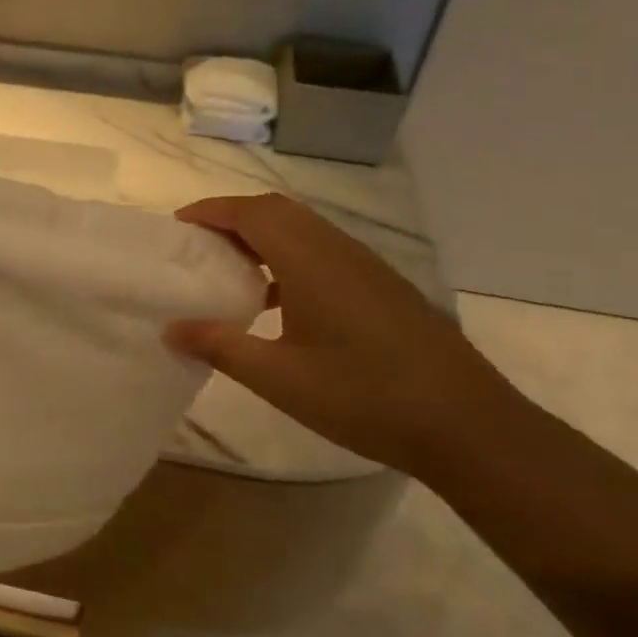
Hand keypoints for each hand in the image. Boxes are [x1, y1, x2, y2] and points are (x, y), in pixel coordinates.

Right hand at [164, 194, 527, 475]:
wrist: (466, 425)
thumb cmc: (363, 396)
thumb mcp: (279, 378)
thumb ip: (221, 347)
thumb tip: (171, 328)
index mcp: (310, 261)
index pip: (253, 213)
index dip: (212, 211)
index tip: (178, 226)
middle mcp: (339, 250)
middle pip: (278, 211)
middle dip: (234, 218)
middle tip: (199, 245)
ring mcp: (366, 267)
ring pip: (305, 230)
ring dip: (264, 236)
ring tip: (231, 269)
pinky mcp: (382, 287)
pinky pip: (324, 251)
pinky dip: (290, 257)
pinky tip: (279, 302)